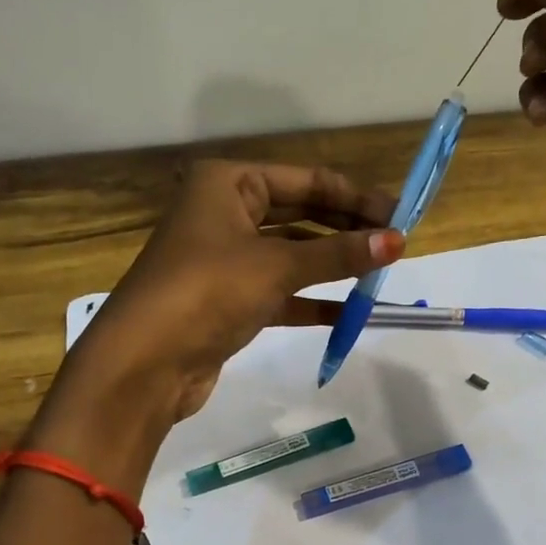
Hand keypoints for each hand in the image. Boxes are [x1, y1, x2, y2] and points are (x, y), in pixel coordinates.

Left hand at [63, 160, 400, 426]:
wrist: (145, 363)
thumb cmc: (207, 291)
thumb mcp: (277, 266)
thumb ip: (338, 254)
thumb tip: (396, 241)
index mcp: (228, 183)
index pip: (306, 181)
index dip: (355, 197)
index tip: (400, 215)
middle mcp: (224, 212)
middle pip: (300, 214)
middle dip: (346, 228)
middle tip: (395, 243)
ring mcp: (225, 259)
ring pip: (291, 254)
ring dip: (332, 265)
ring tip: (379, 273)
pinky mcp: (228, 301)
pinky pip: (280, 292)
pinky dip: (310, 300)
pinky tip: (347, 311)